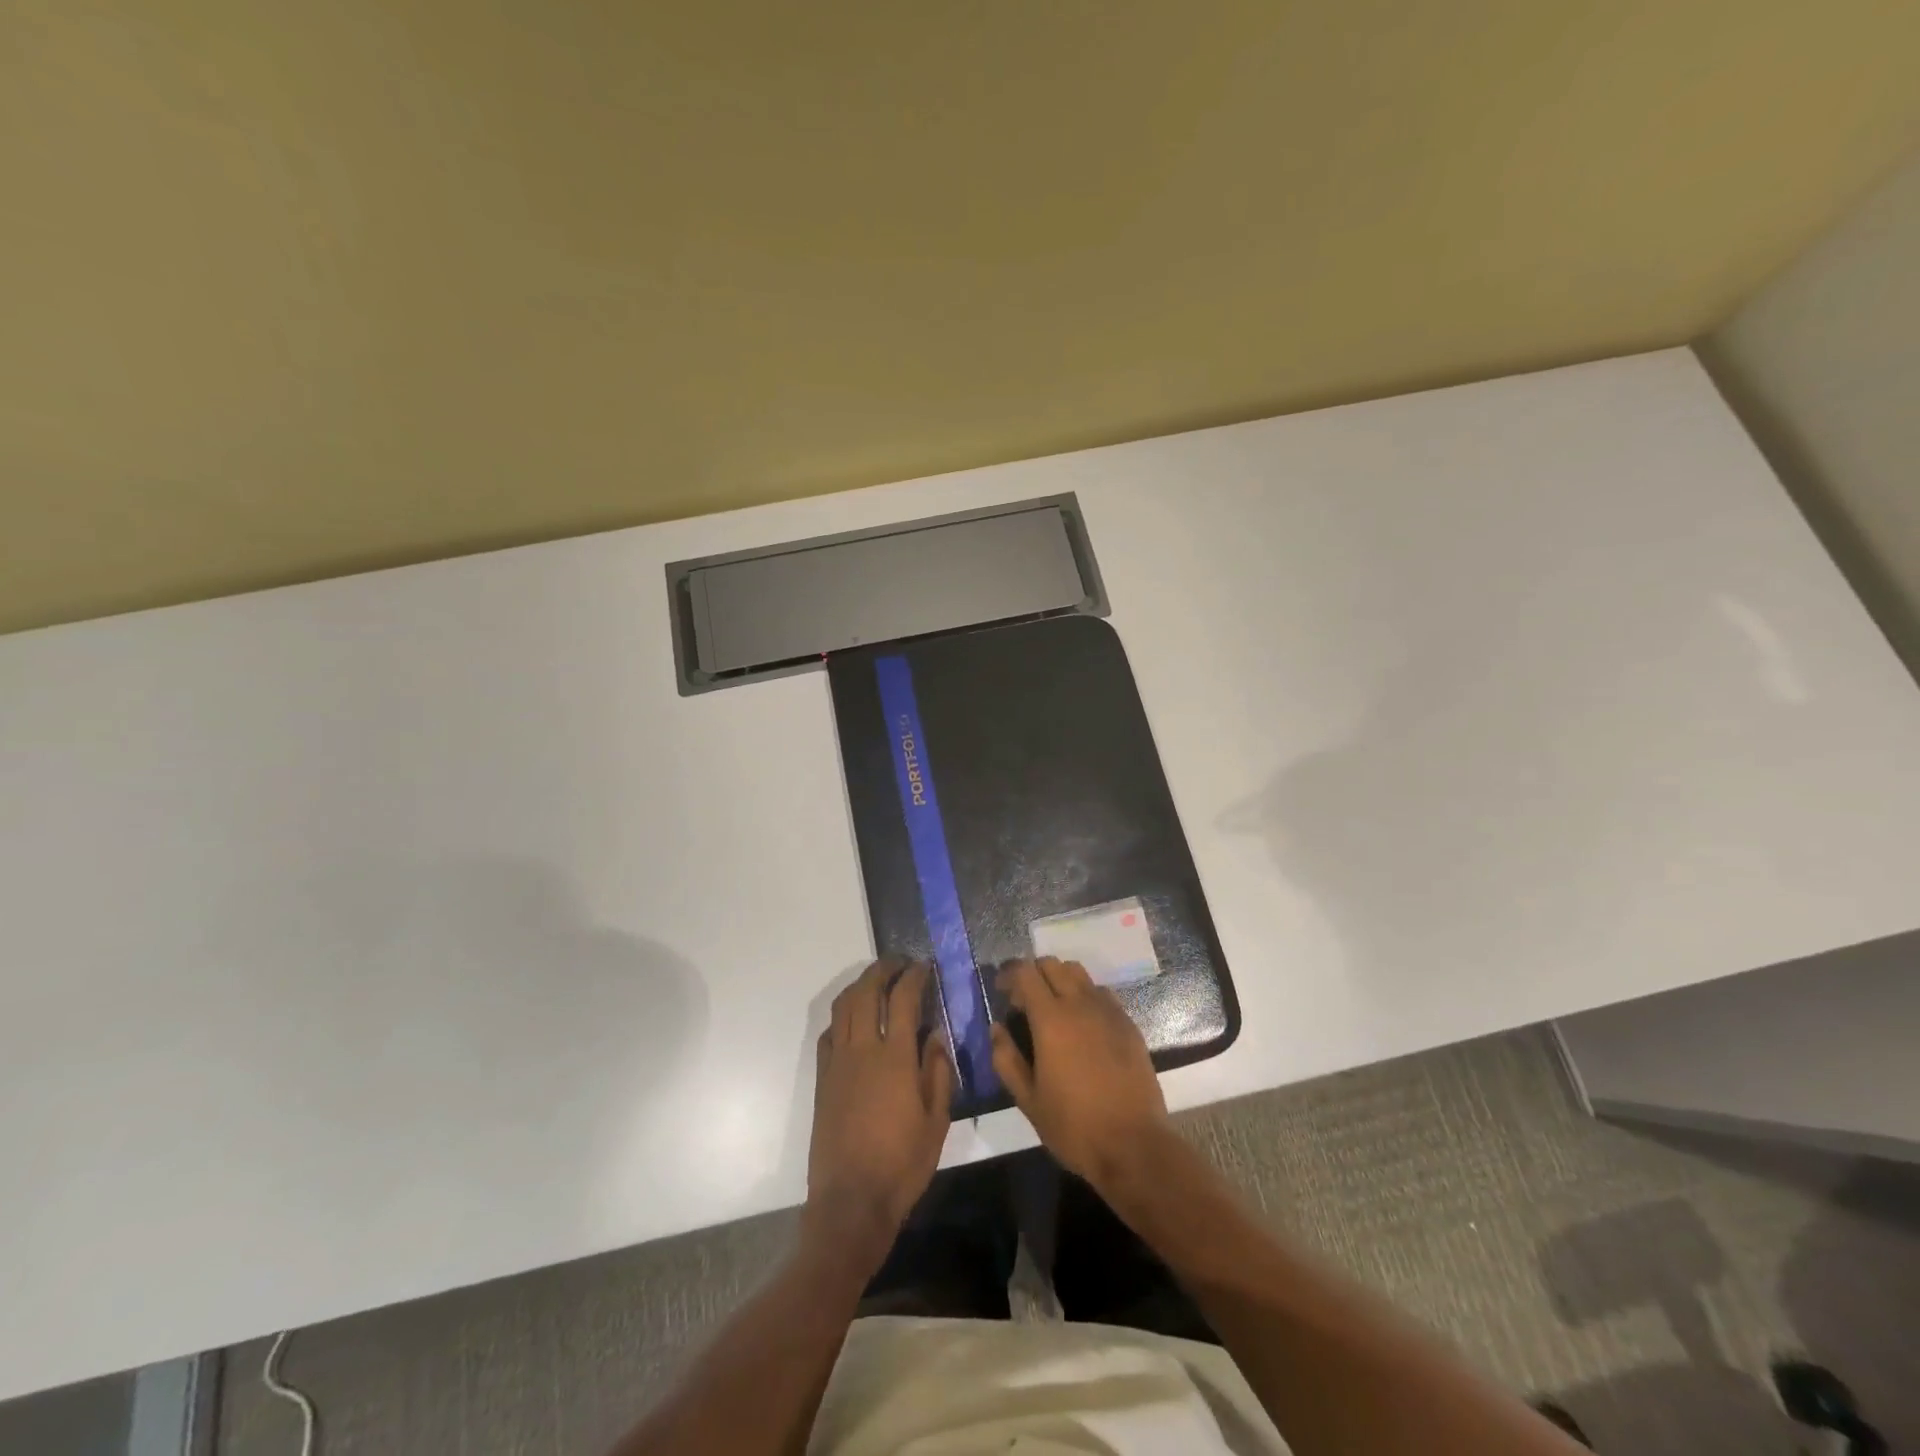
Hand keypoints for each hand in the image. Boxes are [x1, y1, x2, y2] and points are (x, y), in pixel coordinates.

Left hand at [805, 961, 952, 1256]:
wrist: (850, 1203)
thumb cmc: (902, 1165)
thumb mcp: (936, 1122)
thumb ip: (938, 1073)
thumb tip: (935, 1035)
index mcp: (894, 1058)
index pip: (903, 999)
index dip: (914, 976)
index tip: (925, 965)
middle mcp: (862, 1050)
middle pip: (867, 992)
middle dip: (883, 969)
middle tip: (900, 963)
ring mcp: (837, 1063)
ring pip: (843, 1007)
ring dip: (860, 985)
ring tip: (877, 981)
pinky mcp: (822, 1079)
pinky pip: (829, 1034)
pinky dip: (842, 1016)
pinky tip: (853, 1021)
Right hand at [990, 958, 1169, 1188]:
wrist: (1134, 1145)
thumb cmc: (1074, 1126)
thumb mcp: (1028, 1100)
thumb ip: (1006, 1059)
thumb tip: (997, 1029)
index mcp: (1051, 1019)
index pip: (1025, 973)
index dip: (1009, 975)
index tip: (1001, 991)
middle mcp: (1080, 1004)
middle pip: (1053, 964)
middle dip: (1033, 974)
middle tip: (1024, 1001)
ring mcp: (1108, 1011)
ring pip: (1079, 973)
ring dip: (1060, 980)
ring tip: (1053, 1009)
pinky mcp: (1128, 1024)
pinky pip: (1101, 993)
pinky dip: (1085, 996)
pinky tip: (1083, 1025)